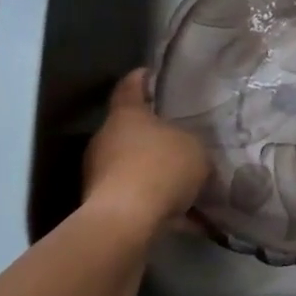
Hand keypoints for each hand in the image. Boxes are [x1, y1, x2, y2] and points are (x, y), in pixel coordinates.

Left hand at [82, 69, 208, 235]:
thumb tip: (188, 148)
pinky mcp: (103, 203)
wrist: (126, 222)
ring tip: (187, 177)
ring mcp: (100, 172)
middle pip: (131, 128)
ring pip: (133, 163)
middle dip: (154, 132)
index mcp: (126, 115)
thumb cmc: (161, 168)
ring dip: (155, 168)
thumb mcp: (195, 148)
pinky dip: (157, 200)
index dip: (141, 78)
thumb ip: (191, 142)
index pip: (130, 87)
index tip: (151, 73)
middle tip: (182, 134)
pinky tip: (185, 213)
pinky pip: (138, 194)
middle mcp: (106, 139)